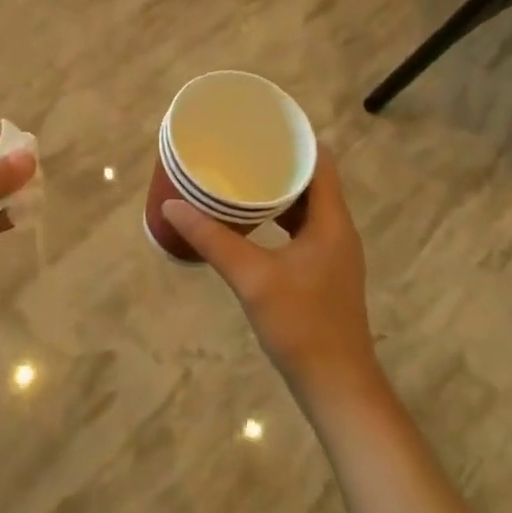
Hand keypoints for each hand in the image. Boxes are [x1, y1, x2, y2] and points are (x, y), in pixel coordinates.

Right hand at [163, 154, 379, 399]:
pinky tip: (252, 223)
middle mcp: (338, 231)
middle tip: (242, 149)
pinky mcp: (324, 273)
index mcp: (332, 221)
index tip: (263, 126)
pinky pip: (303, 230)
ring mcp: (333, 254)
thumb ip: (212, 239)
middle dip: (280, 163)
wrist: (337, 387)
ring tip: (242, 178)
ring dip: (280, 192)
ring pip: (308, 208)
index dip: (296, 139)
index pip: (321, 162)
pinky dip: (280, 218)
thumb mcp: (251, 277)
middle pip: (314, 182)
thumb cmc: (301, 324)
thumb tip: (173, 205)